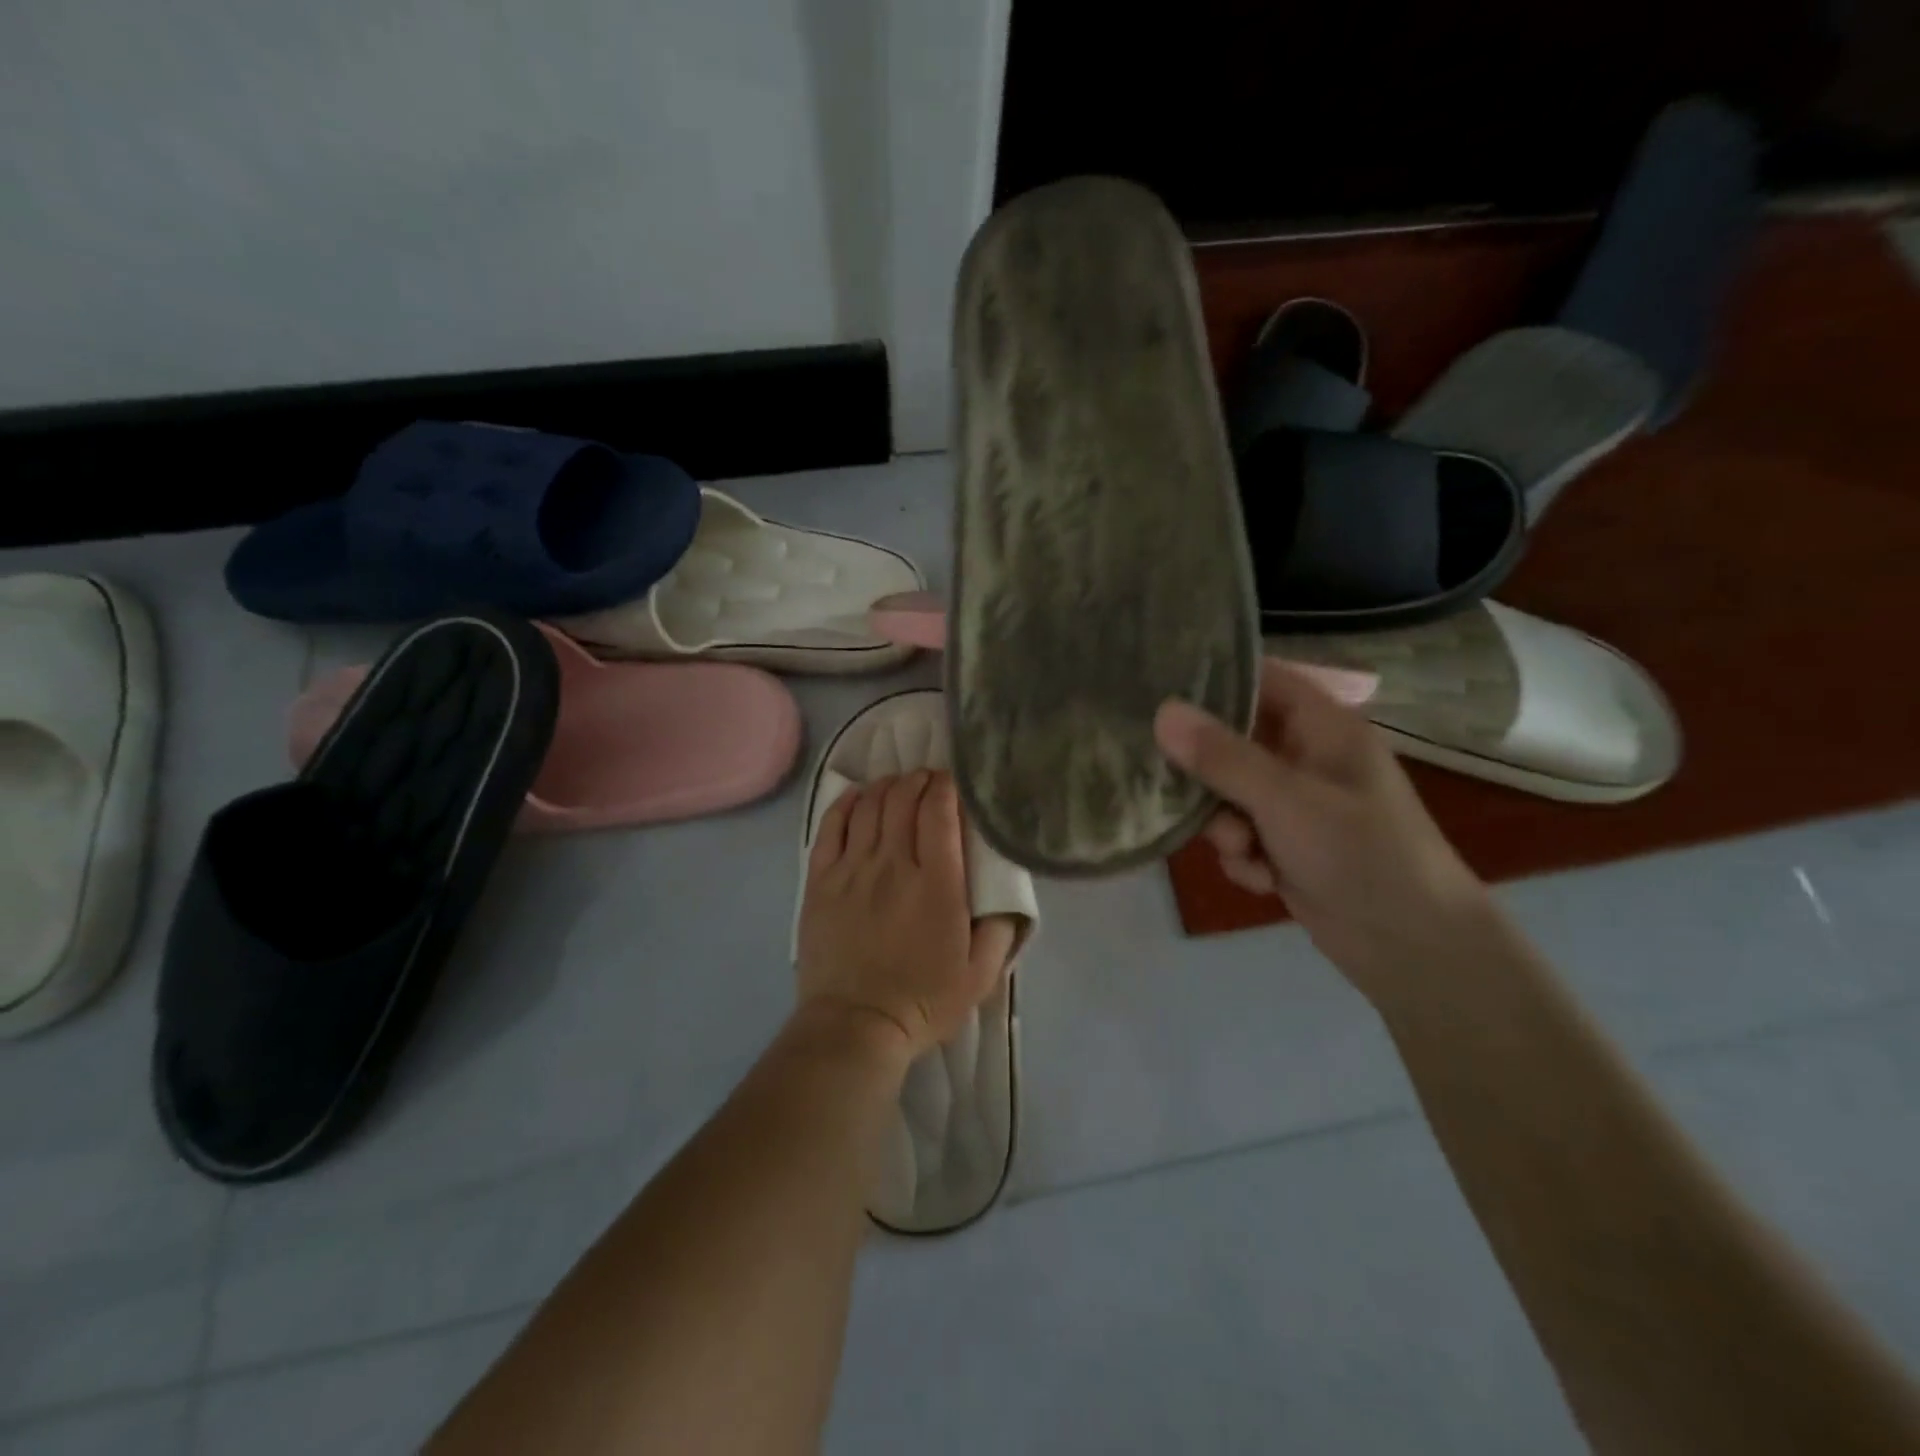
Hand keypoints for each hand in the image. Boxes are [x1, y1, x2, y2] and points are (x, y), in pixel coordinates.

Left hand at [797, 770, 1017, 1058]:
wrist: (855, 1024)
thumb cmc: (923, 1001)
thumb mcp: (981, 975)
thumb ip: (1001, 929)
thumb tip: (1008, 895)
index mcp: (937, 884)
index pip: (939, 813)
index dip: (946, 787)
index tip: (953, 782)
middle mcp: (893, 865)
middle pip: (903, 800)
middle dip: (918, 780)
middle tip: (928, 781)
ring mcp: (852, 870)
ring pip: (869, 806)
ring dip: (887, 787)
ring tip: (897, 786)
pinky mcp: (821, 881)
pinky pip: (831, 827)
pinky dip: (847, 803)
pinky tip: (858, 797)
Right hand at [1154, 658, 1489, 996]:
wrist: (1412, 946)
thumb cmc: (1360, 852)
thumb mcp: (1285, 799)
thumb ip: (1221, 756)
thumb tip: (1162, 711)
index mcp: (1323, 727)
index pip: (1261, 679)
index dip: (1214, 680)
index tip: (1159, 690)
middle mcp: (1307, 757)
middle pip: (1232, 741)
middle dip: (1208, 774)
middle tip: (1182, 790)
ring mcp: (1297, 804)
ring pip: (1229, 794)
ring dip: (1224, 826)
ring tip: (1243, 850)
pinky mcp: (1287, 845)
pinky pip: (1241, 835)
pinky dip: (1244, 857)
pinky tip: (1263, 879)